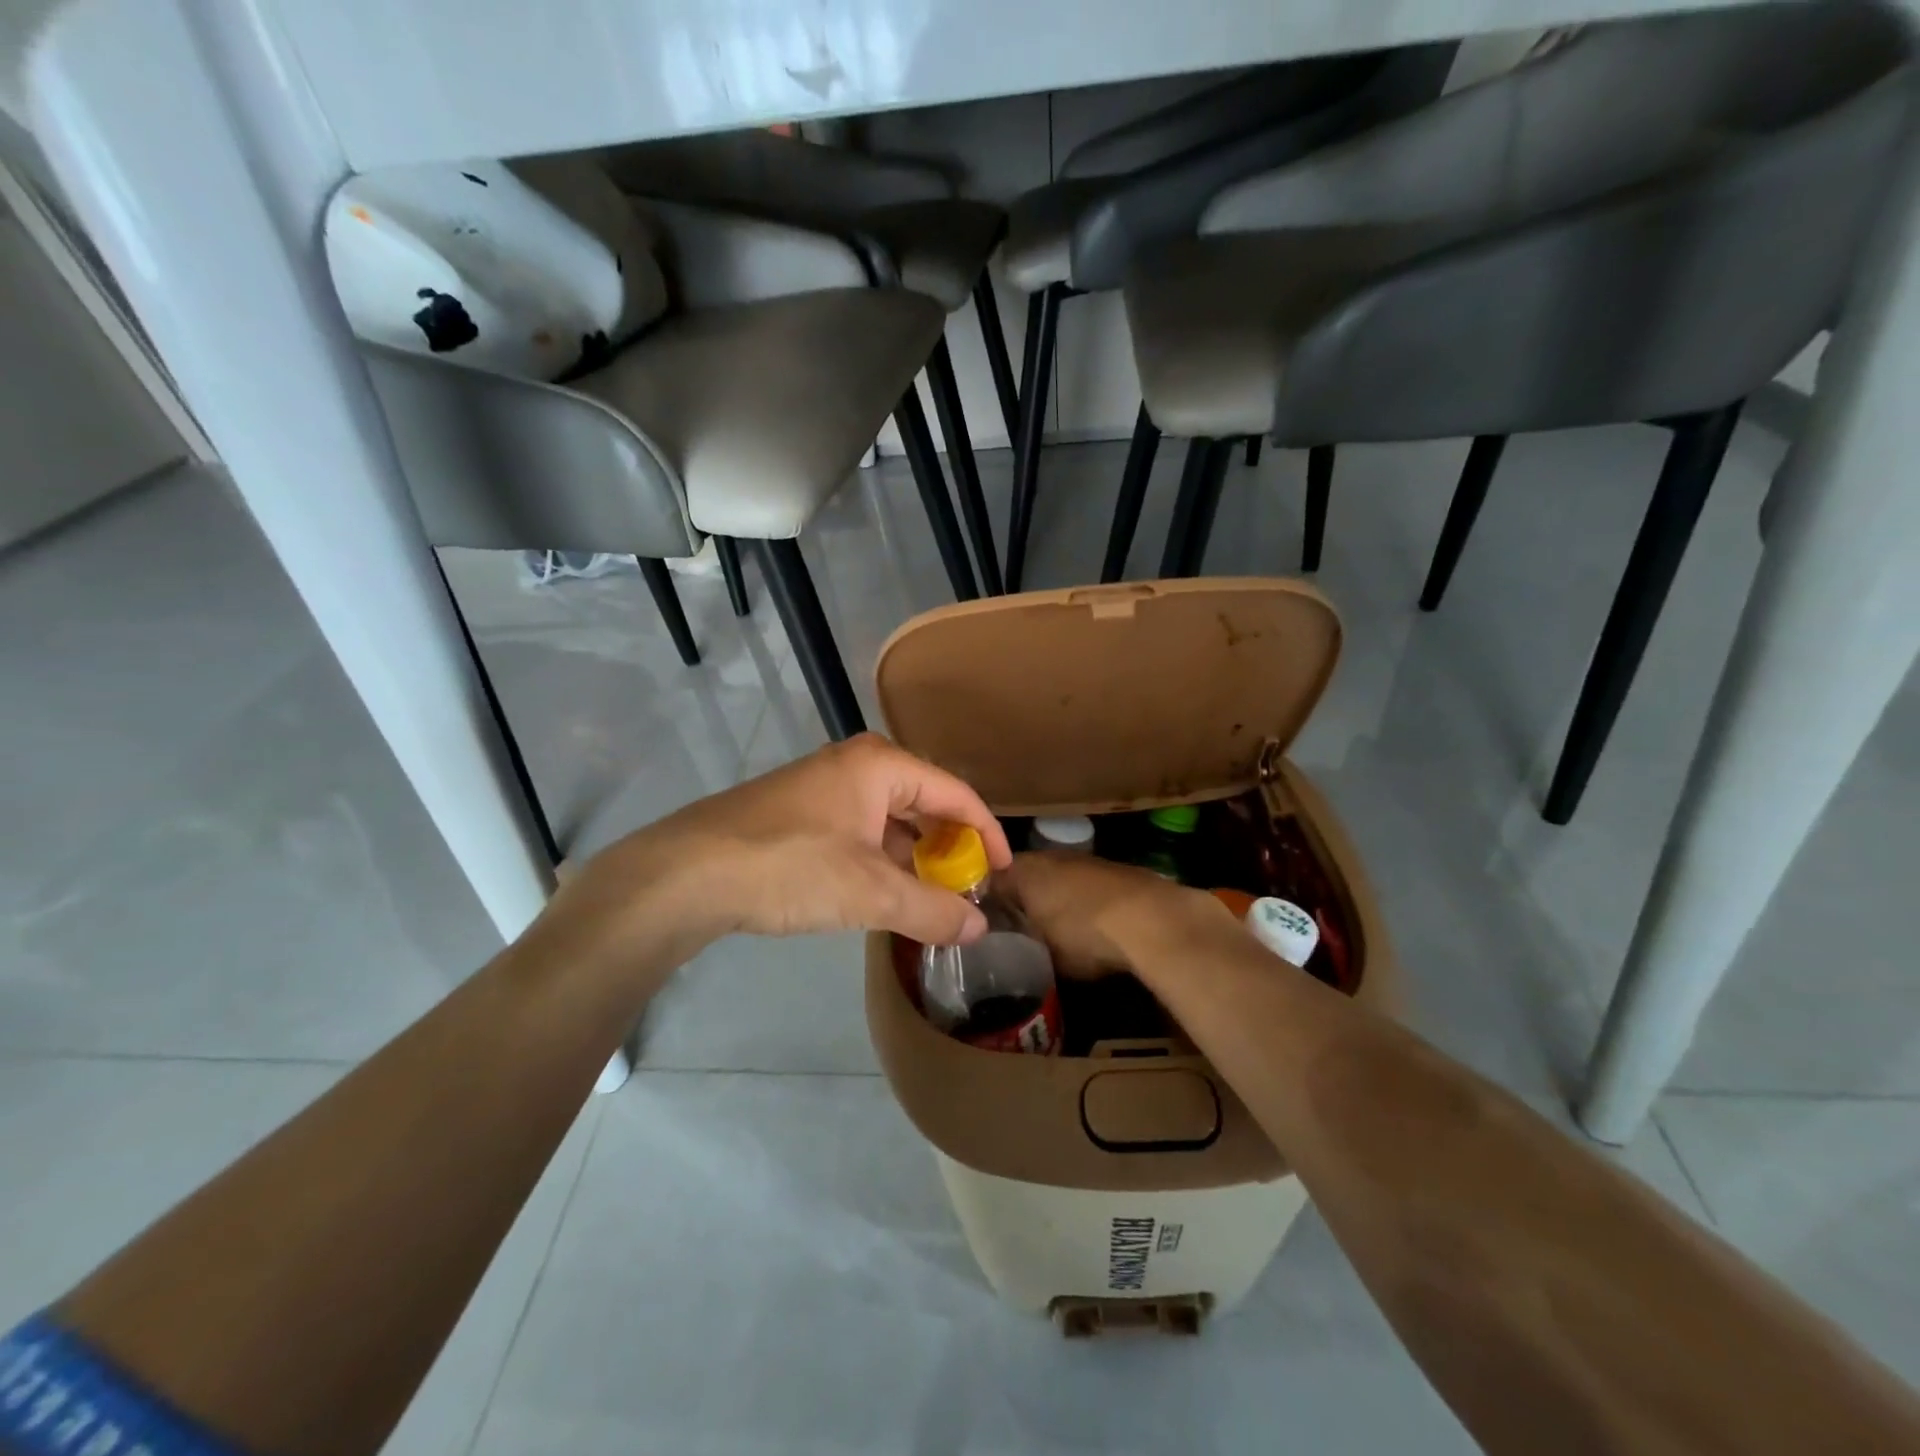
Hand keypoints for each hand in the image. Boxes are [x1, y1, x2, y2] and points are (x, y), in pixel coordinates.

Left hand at [553, 735, 1012, 954]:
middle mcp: (855, 765)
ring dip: (913, 859)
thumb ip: (931, 909)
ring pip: (888, 821)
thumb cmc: (790, 867)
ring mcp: (822, 787)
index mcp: (880, 766)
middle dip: (948, 848)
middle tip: (966, 890)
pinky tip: (881, 894)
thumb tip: (977, 928)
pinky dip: (880, 861)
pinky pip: (858, 832)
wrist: (686, 873)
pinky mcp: (798, 813)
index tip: (1004, 872)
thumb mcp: (870, 893)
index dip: (987, 833)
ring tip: (930, 900)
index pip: (955, 794)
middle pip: (923, 804)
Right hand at [1000, 851, 1221, 978]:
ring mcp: (1084, 860)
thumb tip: (1012, 946)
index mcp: (1023, 870)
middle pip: (1025, 875)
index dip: (986, 901)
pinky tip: (1089, 925)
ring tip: (1053, 929)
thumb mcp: (1043, 951)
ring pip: (1057, 878)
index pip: (992, 880)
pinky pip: (1084, 885)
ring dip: (1054, 898)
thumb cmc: (1084, 933)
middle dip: (1021, 899)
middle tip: (1016, 929)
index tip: (985, 923)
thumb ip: (1022, 943)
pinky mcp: (1113, 869)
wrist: (1150, 918)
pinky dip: (1082, 901)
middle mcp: (1049, 856)